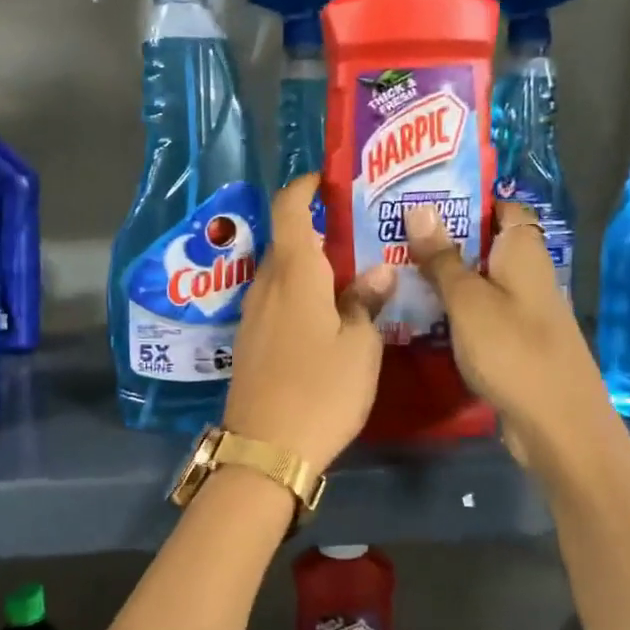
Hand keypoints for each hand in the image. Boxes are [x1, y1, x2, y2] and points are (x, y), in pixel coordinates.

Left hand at [223, 176, 395, 470]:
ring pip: (281, 272)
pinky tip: (326, 312)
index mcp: (294, 272)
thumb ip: (367, 302)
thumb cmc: (320, 390)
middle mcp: (266, 284)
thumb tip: (379, 269)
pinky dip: (299, 292)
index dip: (305, 186)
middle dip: (318, 229)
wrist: (266, 449)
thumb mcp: (360, 346)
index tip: (330, 181)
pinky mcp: (249, 340)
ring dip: (310, 265)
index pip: (289, 207)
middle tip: (360, 233)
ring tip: (350, 273)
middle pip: (287, 240)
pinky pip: (276, 300)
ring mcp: (252, 314)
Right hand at [403, 201, 594, 457]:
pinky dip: (451, 307)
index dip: (464, 198)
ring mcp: (520, 308)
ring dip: (442, 275)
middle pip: (483, 243)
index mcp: (523, 251)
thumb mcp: (468, 300)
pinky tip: (416, 311)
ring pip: (476, 279)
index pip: (499, 207)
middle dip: (442, 237)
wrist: (556, 424)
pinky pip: (477, 311)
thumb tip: (420, 207)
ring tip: (392, 266)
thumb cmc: (512, 350)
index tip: (419, 197)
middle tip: (391, 232)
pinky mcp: (511, 339)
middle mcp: (525, 272)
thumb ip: (443, 257)